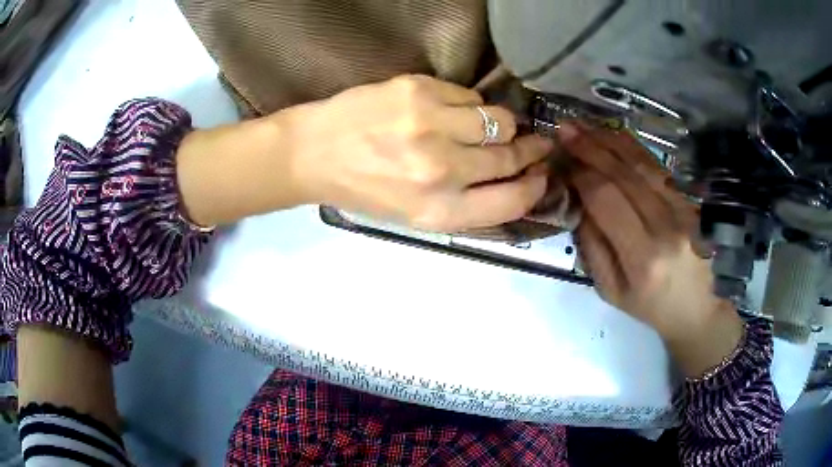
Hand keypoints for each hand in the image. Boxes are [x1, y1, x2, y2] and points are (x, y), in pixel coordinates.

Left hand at [286, 75, 552, 230]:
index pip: (512, 201)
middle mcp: (440, 171)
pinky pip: (469, 95)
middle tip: (536, 143)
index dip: (535, 187)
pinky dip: (468, 104)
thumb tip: (515, 178)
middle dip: (530, 150)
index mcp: (438, 212)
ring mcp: (429, 126)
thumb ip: (467, 204)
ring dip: (501, 124)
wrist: (314, 153)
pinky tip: (450, 111)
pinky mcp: (417, 91)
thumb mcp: (414, 215)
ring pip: (499, 120)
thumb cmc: (364, 190)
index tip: (542, 174)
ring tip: (487, 126)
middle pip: (510, 156)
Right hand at [557, 124, 743, 376]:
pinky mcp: (690, 202)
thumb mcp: (611, 291)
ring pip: (644, 165)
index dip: (581, 174)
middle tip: (566, 128)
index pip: (607, 200)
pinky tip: (616, 137)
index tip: (562, 159)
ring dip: (611, 141)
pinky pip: (659, 169)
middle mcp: (666, 228)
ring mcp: (683, 211)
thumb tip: (578, 202)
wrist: (699, 309)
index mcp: (642, 259)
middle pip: (625, 175)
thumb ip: (593, 247)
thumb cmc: (652, 307)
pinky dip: (635, 149)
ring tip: (586, 126)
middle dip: (591, 147)